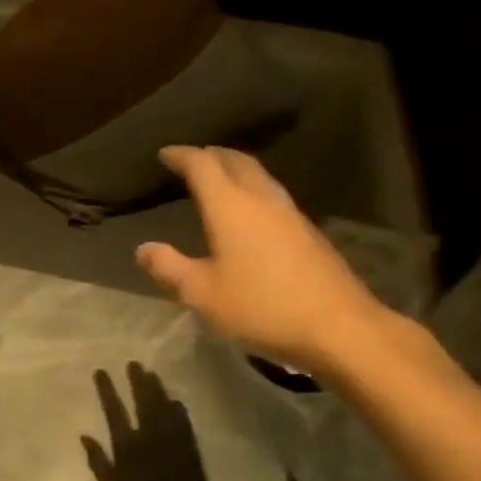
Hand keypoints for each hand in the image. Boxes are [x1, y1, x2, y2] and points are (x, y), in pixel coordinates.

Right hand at [82, 364, 243, 480]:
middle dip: (137, 382)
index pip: (114, 412)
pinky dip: (178, 409)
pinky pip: (184, 423)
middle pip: (144, 403)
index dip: (107, 390)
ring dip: (157, 390)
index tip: (101, 371)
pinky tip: (175, 401)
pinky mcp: (192, 452)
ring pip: (165, 408)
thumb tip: (85, 436)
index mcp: (129, 449)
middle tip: (133, 363)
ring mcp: (175, 443)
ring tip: (151, 373)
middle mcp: (152, 439)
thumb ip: (99, 464)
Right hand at [135, 146, 390, 374]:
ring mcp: (291, 215)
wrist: (337, 326)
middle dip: (212, 155)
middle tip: (193, 158)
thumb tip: (143, 249)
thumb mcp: (201, 293)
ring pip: (260, 177)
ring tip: (220, 178)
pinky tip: (251, 212)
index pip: (203, 166)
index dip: (182, 156)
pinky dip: (254, 190)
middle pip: (237, 162)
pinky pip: (274, 197)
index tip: (165, 154)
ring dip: (236, 170)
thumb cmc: (260, 306)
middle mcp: (262, 200)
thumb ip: (169, 268)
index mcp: (230, 207)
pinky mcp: (309, 233)